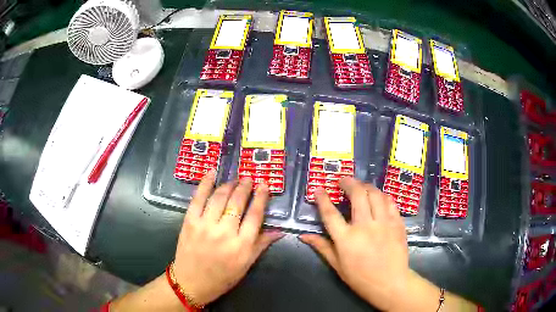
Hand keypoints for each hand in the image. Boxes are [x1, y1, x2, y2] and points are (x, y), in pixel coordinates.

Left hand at [173, 171, 283, 305]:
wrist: (191, 282)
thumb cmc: (222, 277)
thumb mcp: (246, 265)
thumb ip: (262, 245)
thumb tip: (280, 231)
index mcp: (242, 245)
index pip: (255, 215)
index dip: (261, 197)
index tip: (264, 185)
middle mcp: (225, 232)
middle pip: (237, 203)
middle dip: (245, 187)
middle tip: (249, 178)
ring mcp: (205, 225)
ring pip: (219, 198)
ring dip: (229, 184)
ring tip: (234, 179)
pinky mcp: (190, 222)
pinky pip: (198, 198)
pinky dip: (205, 183)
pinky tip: (211, 172)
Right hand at [299, 177, 409, 310]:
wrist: (390, 283)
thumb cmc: (360, 278)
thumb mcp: (337, 265)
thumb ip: (321, 247)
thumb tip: (303, 235)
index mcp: (346, 239)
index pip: (331, 214)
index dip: (323, 198)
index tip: (319, 188)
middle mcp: (365, 227)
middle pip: (357, 195)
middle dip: (348, 183)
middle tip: (343, 180)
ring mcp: (383, 223)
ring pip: (375, 194)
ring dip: (366, 186)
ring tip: (360, 186)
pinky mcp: (397, 223)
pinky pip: (390, 202)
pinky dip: (382, 195)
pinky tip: (378, 196)